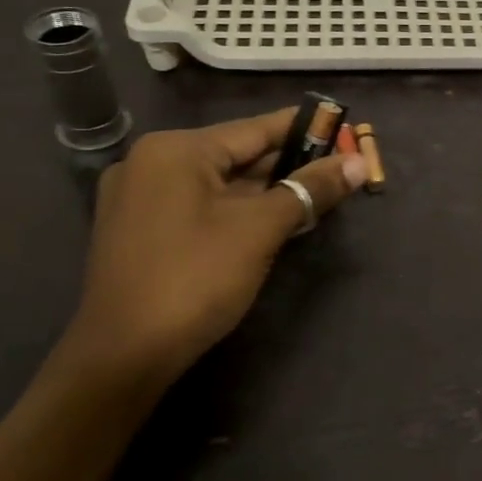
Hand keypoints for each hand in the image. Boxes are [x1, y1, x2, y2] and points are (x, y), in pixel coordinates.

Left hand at [59, 110, 365, 387]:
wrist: (123, 356)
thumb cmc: (195, 279)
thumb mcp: (260, 229)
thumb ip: (309, 189)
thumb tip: (358, 163)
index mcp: (176, 150)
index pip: (254, 129)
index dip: (303, 129)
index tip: (341, 124)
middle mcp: (151, 163)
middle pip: (235, 155)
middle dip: (286, 165)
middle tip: (336, 167)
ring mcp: (139, 198)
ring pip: (218, 183)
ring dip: (264, 190)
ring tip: (313, 193)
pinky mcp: (138, 230)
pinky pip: (198, 205)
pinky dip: (235, 209)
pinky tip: (269, 220)